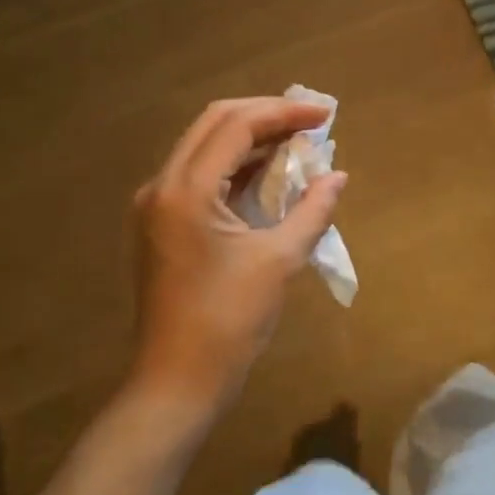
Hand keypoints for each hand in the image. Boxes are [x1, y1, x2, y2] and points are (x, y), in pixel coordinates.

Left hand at [130, 97, 347, 419]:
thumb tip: (337, 177)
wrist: (178, 382)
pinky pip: (200, 176)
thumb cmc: (229, 321)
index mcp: (186, 190)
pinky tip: (268, 175)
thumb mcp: (279, 261)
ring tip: (297, 142)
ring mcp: (157, 206)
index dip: (284, 112)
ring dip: (250, 139)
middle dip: (266, 116)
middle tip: (310, 122)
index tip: (325, 115)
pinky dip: (235, 167)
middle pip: (214, 124)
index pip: (236, 125)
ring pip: (205, 148)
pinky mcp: (162, 225)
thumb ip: (311, 211)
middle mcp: (163, 186)